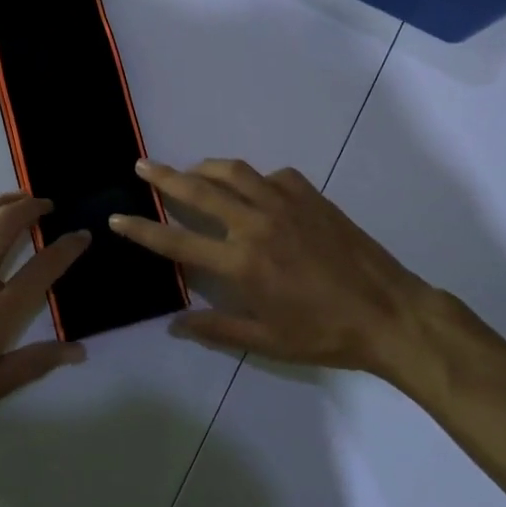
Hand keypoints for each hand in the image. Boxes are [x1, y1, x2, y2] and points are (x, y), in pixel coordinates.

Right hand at [112, 159, 450, 377]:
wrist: (388, 312)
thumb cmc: (324, 334)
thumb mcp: (266, 341)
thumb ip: (217, 329)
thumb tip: (175, 324)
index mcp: (241, 262)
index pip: (177, 241)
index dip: (142, 230)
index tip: (117, 218)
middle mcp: (255, 223)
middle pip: (198, 190)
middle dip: (164, 176)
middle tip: (142, 165)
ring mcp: (284, 202)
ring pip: (233, 171)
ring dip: (205, 167)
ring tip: (191, 170)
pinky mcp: (310, 195)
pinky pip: (271, 176)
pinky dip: (254, 178)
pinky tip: (254, 190)